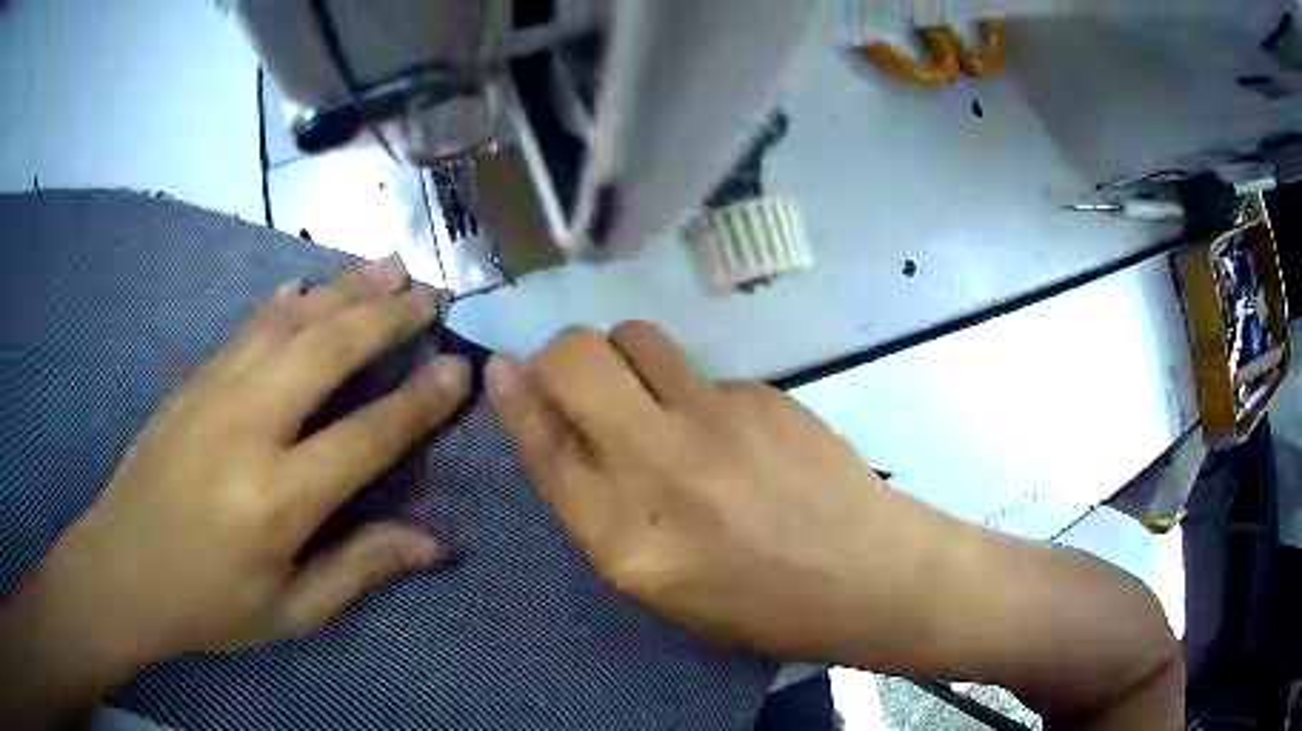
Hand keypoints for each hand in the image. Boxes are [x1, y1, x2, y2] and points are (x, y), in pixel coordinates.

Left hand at [1, 260, 470, 722]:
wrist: (123, 568)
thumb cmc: (210, 603)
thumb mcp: (292, 611)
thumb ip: (360, 569)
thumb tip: (435, 544)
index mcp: (278, 499)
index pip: (366, 436)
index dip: (419, 402)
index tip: (457, 368)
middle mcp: (248, 427)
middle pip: (327, 349)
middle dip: (386, 316)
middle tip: (429, 295)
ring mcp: (214, 391)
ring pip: (289, 322)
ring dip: (343, 289)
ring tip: (388, 266)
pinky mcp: (193, 379)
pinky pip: (248, 327)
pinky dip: (285, 302)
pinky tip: (306, 285)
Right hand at [485, 322, 968, 662]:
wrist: (865, 573)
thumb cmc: (755, 603)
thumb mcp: (658, 585)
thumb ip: (601, 509)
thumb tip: (561, 434)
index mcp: (624, 538)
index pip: (542, 444)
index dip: (513, 396)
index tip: (500, 366)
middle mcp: (661, 465)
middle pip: (576, 360)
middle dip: (559, 354)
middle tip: (577, 376)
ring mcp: (718, 419)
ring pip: (636, 337)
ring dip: (623, 355)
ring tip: (649, 392)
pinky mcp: (764, 393)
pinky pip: (701, 370)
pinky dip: (693, 390)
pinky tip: (729, 432)